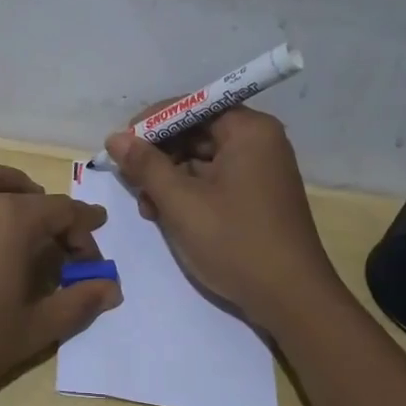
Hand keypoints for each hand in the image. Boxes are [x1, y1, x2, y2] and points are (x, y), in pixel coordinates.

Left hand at [0, 160, 120, 405]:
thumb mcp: (31, 332)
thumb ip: (76, 305)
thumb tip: (111, 288)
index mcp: (13, 222)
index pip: (63, 213)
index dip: (85, 233)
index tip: (93, 261)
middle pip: (24, 192)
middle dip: (48, 209)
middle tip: (57, 239)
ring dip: (3, 184)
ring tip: (13, 202)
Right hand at [104, 109, 342, 330]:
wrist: (290, 298)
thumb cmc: (235, 242)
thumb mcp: (181, 203)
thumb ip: (146, 166)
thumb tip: (115, 138)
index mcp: (249, 131)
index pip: (191, 106)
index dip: (152, 123)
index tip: (121, 147)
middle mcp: (258, 142)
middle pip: (196, 132)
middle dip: (159, 156)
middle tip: (131, 182)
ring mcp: (260, 171)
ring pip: (201, 160)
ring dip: (169, 179)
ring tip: (148, 208)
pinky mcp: (256, 197)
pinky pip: (214, 181)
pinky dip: (188, 194)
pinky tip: (167, 216)